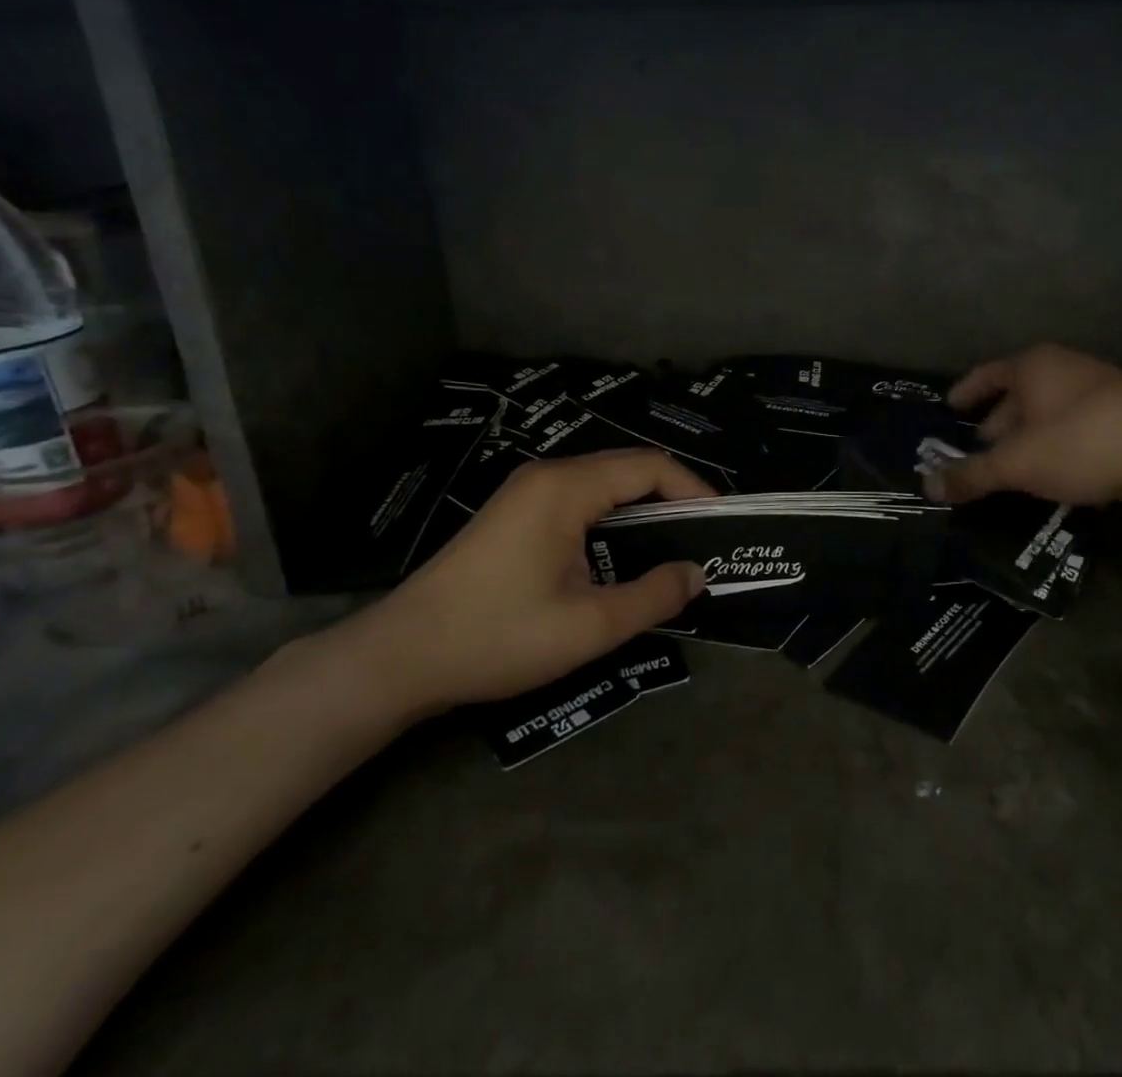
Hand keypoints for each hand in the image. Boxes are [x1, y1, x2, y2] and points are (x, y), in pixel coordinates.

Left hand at [344, 450, 714, 717]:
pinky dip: (613, 516)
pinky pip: (580, 498)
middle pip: (628, 467)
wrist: (401, 656)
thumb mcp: (588, 626)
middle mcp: (548, 475)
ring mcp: (527, 490)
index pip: (650, 467)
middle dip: (673, 496)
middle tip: (704, 536)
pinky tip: (621, 552)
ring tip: (672, 545)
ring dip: (643, 507)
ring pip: (604, 483)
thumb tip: (696, 574)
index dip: (693, 488)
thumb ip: (652, 596)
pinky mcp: (515, 511)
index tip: (721, 522)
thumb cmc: (497, 636)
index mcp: (567, 488)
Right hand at [928, 344, 1121, 506]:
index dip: (966, 392)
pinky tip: (1060, 469)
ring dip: (1030, 434)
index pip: (986, 374)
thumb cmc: (1082, 443)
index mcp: (1032, 366)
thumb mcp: (1018, 464)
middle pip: (1018, 392)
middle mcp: (1064, 366)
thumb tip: (926, 486)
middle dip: (997, 421)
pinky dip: (1059, 441)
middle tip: (981, 450)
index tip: (950, 409)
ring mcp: (1100, 385)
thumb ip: (971, 474)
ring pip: (1050, 408)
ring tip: (1017, 465)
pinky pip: (1077, 422)